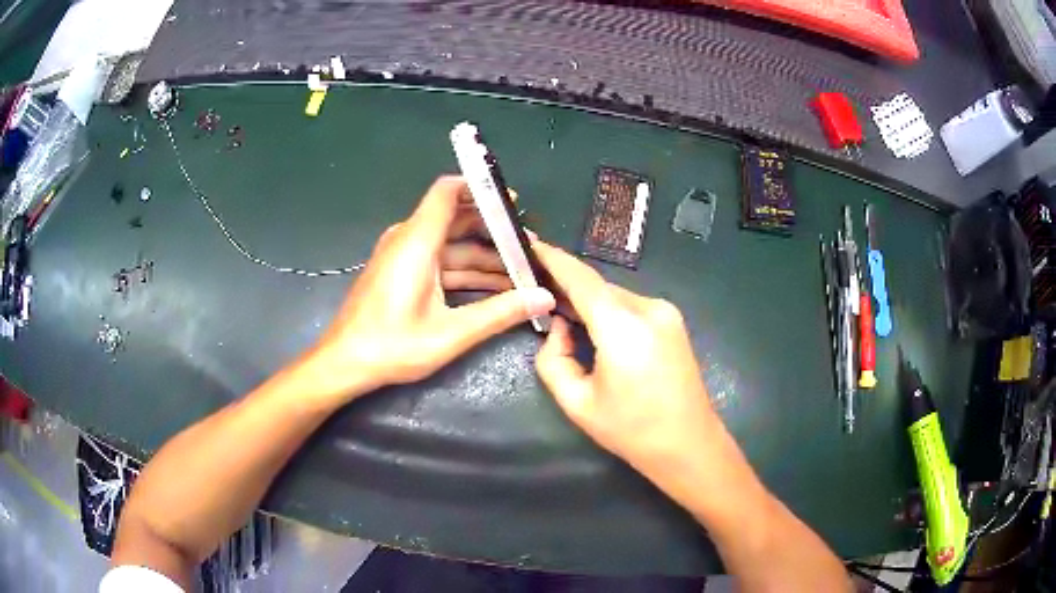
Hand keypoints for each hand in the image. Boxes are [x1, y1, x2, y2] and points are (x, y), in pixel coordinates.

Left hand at [294, 176, 555, 403]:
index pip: (448, 191)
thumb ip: (500, 313)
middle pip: (456, 218)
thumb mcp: (451, 333)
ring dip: (485, 257)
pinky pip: (440, 262)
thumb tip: (544, 297)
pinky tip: (495, 288)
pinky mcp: (402, 273)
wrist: (345, 363)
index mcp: (417, 241)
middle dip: (494, 230)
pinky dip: (466, 272)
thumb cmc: (392, 346)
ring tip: (522, 272)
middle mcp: (409, 240)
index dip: (480, 188)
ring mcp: (404, 257)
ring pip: (452, 246)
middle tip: (530, 248)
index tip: (513, 203)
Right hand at [532, 241, 718, 480]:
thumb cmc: (632, 430)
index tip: (530, 245)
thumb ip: (554, 359)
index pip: (581, 279)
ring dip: (589, 304)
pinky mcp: (674, 321)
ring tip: (566, 320)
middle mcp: (648, 308)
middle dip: (568, 289)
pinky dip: (608, 312)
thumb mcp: (577, 403)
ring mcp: (666, 312)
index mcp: (623, 327)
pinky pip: (631, 306)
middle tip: (539, 299)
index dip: (554, 260)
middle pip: (598, 288)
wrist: (690, 446)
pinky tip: (597, 331)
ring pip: (614, 296)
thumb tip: (559, 328)